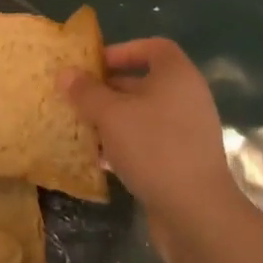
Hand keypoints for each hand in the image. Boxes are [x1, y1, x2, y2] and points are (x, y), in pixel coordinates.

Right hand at [65, 37, 243, 254]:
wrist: (197, 215)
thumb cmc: (154, 148)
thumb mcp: (110, 114)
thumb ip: (86, 91)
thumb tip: (65, 74)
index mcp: (177, 77)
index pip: (153, 47)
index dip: (123, 50)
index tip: (95, 65)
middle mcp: (186, 99)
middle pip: (144, 82)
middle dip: (108, 88)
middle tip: (77, 96)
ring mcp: (187, 133)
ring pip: (143, 115)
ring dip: (112, 119)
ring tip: (82, 127)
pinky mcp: (182, 162)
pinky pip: (148, 142)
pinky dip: (124, 144)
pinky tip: (99, 159)